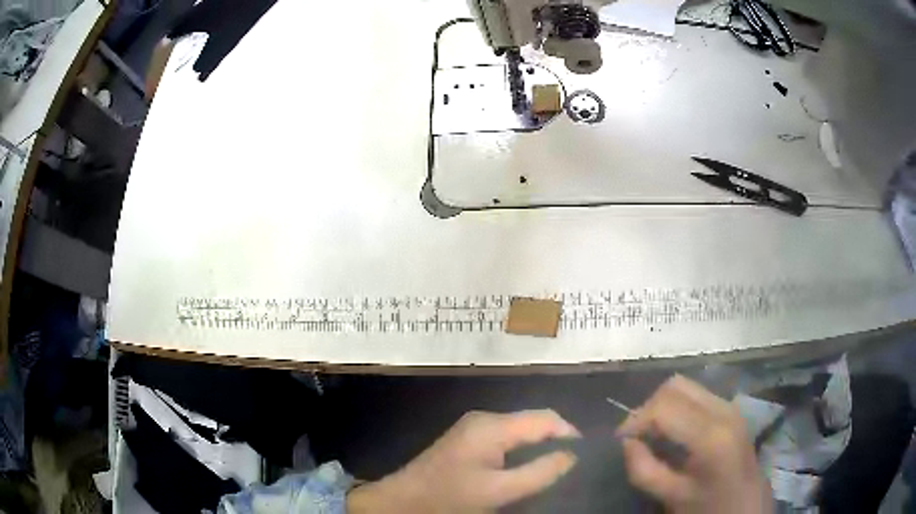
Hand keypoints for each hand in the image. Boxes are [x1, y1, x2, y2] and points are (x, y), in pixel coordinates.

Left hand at [347, 409, 579, 512]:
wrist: (403, 502)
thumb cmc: (450, 497)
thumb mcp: (499, 490)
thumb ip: (539, 472)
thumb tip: (571, 455)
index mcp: (492, 426)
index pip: (545, 417)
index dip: (569, 433)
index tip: (585, 456)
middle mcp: (484, 418)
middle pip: (532, 421)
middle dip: (556, 439)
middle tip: (572, 464)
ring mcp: (474, 427)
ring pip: (520, 429)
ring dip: (539, 444)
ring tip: (555, 466)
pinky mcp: (468, 439)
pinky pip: (506, 437)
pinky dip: (522, 448)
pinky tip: (527, 466)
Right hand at [618, 375, 772, 513]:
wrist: (747, 504)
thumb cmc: (710, 505)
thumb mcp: (672, 496)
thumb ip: (644, 470)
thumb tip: (627, 442)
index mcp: (711, 436)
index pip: (664, 407)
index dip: (636, 420)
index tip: (622, 441)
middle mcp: (723, 410)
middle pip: (675, 386)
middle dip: (648, 407)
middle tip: (636, 435)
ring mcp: (730, 406)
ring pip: (686, 386)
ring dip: (663, 405)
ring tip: (652, 432)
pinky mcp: (732, 409)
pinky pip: (698, 395)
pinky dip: (678, 407)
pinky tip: (673, 432)